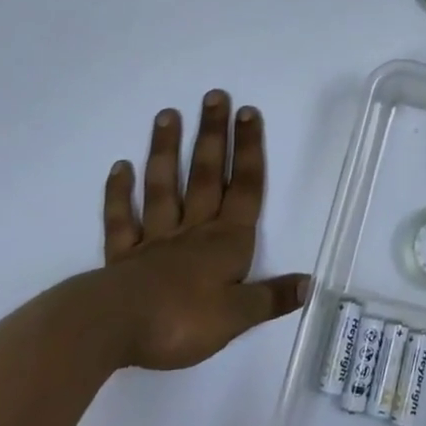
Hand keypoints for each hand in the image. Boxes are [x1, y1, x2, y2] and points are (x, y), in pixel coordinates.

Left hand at [98, 90, 309, 369]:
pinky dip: (119, 194)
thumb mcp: (238, 316)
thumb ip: (272, 298)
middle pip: (207, 176)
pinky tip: (120, 167)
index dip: (249, 150)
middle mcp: (193, 231)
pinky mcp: (122, 257)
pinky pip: (121, 220)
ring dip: (167, 151)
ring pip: (163, 187)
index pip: (245, 188)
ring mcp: (155, 240)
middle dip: (213, 135)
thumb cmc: (183, 320)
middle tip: (213, 96)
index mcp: (226, 242)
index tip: (247, 113)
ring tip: (167, 115)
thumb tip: (310, 283)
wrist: (115, 329)